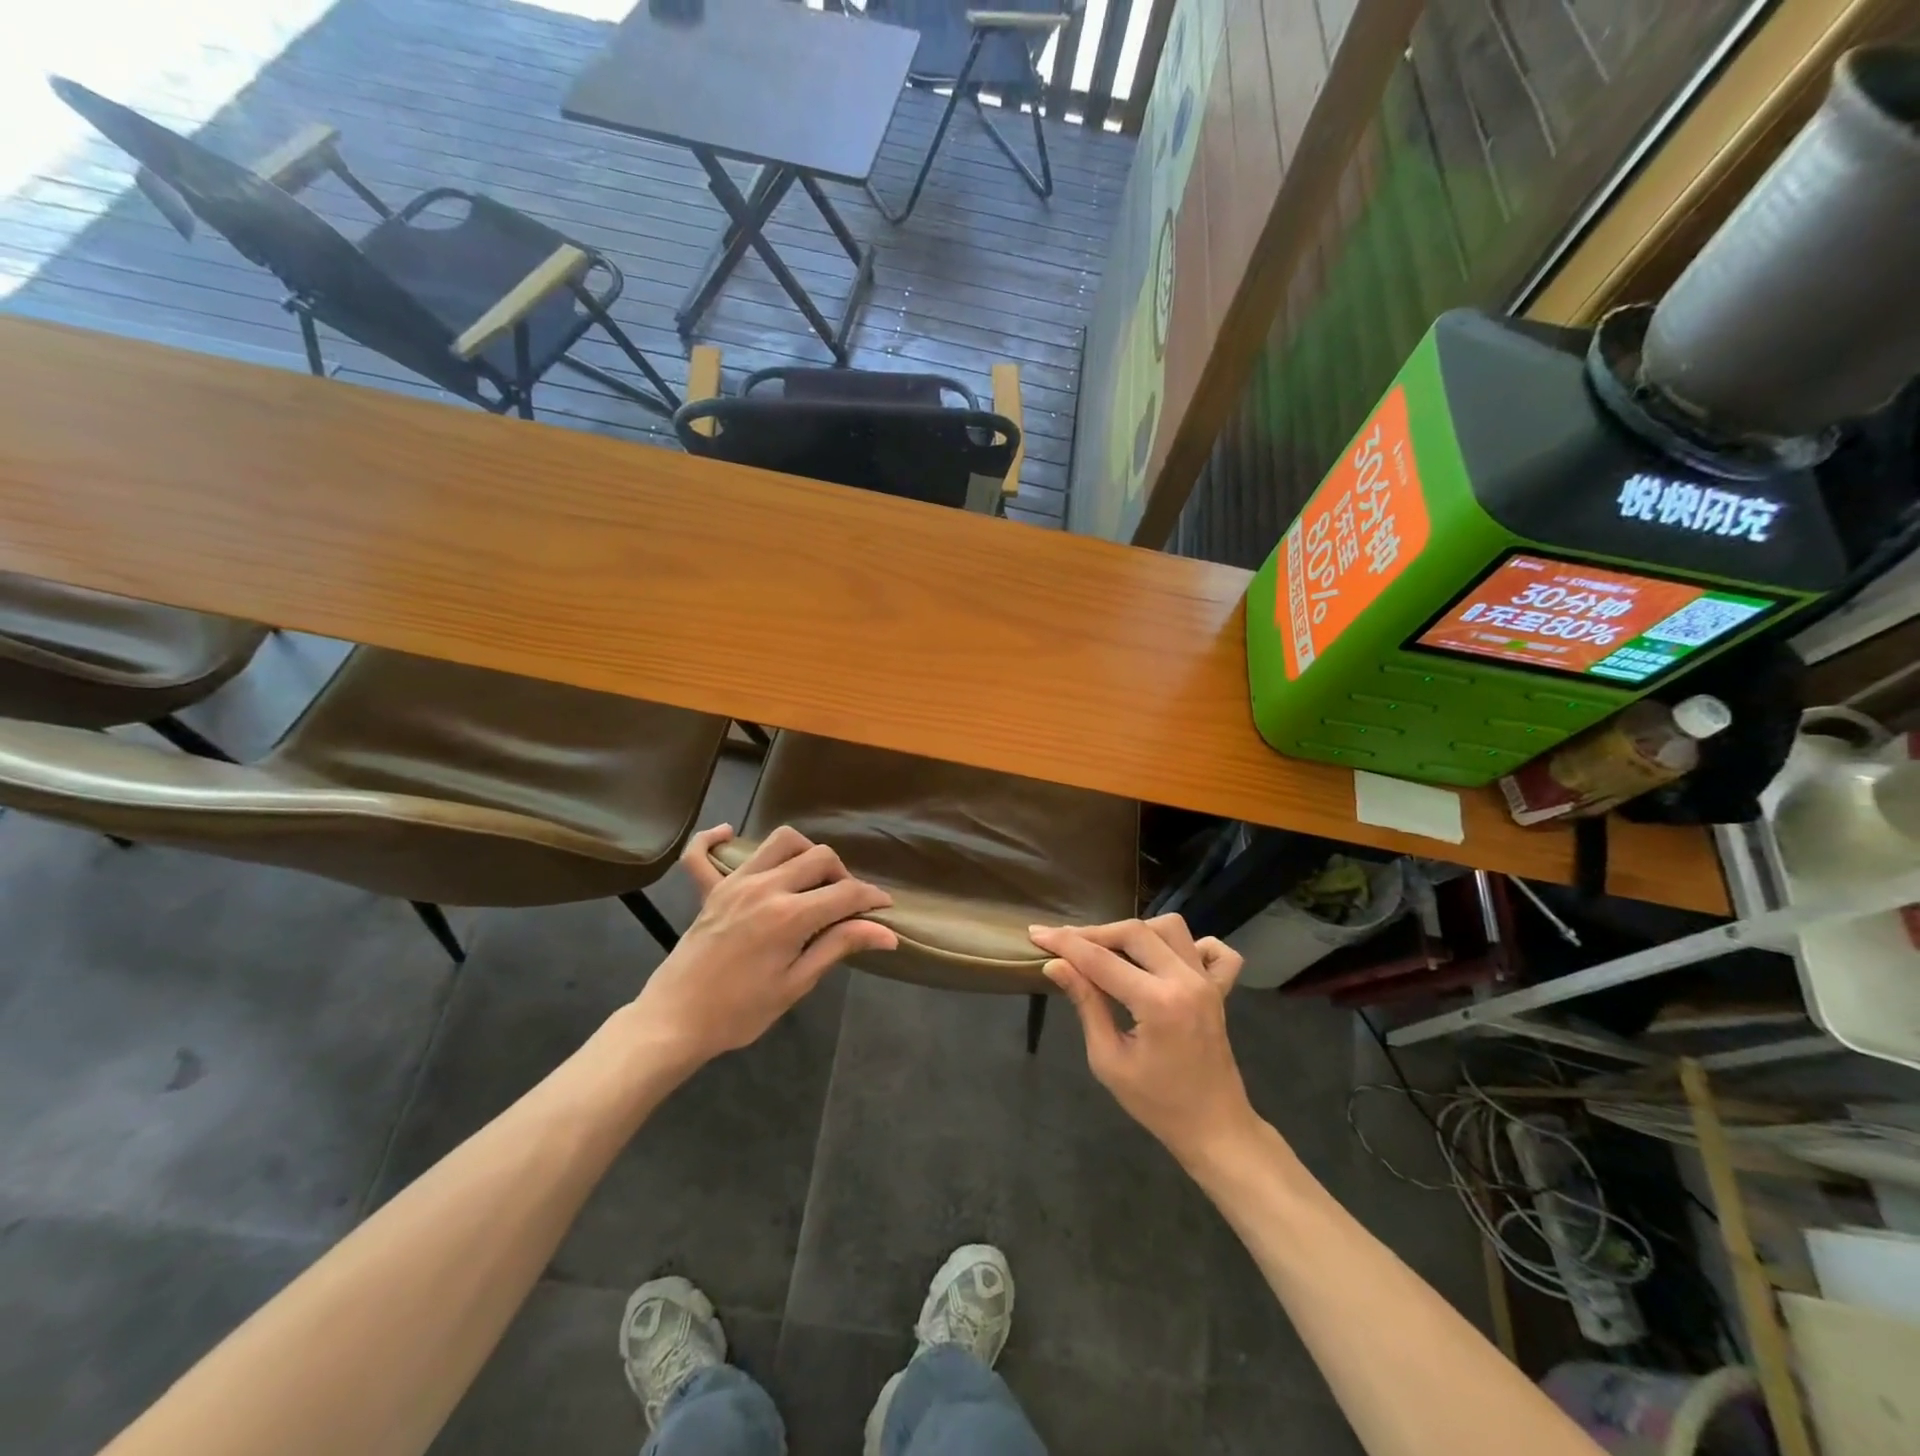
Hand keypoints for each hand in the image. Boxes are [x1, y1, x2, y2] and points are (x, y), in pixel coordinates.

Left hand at [631, 824, 896, 1067]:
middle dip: (842, 874)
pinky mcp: (709, 890)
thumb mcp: (796, 984)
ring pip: (780, 841)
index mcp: (790, 916)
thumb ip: (839, 946)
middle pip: (819, 856)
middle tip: (844, 903)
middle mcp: (765, 888)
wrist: (674, 1023)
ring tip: (808, 878)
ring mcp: (734, 884)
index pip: (846, 892)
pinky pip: (702, 853)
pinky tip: (728, 834)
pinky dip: (714, 839)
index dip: (871, 897)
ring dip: (802, 851)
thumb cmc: (740, 1012)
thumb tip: (887, 933)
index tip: (883, 907)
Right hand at [1029, 916, 1255, 1166]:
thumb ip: (1086, 1004)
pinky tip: (1166, 958)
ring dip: (1135, 932)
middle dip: (1094, 933)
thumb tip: (1055, 966)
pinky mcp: (1220, 988)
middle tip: (1065, 943)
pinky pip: (1214, 949)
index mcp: (1158, 1003)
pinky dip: (1189, 944)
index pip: (1101, 960)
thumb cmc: (1157, 1103)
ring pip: (1170, 928)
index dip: (1065, 944)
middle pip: (1134, 932)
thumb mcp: (1108, 1060)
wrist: (1214, 1128)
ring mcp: (1208, 982)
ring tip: (1110, 951)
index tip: (1037, 933)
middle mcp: (1186, 981)